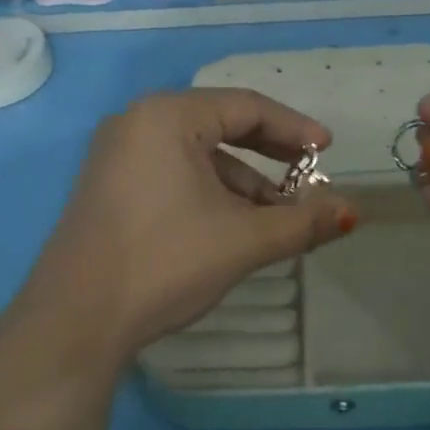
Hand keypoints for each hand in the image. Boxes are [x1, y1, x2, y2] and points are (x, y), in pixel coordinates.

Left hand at [15, 89, 357, 363]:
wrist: (75, 322)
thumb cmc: (165, 264)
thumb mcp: (243, 240)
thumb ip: (303, 221)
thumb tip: (354, 212)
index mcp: (167, 116)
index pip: (246, 107)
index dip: (295, 128)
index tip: (328, 151)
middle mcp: (137, 122)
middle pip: (221, 124)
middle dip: (270, 154)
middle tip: (309, 176)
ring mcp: (117, 154)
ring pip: (197, 154)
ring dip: (242, 181)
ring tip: (278, 217)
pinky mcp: (109, 186)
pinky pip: (173, 172)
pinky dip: (210, 192)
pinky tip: (233, 226)